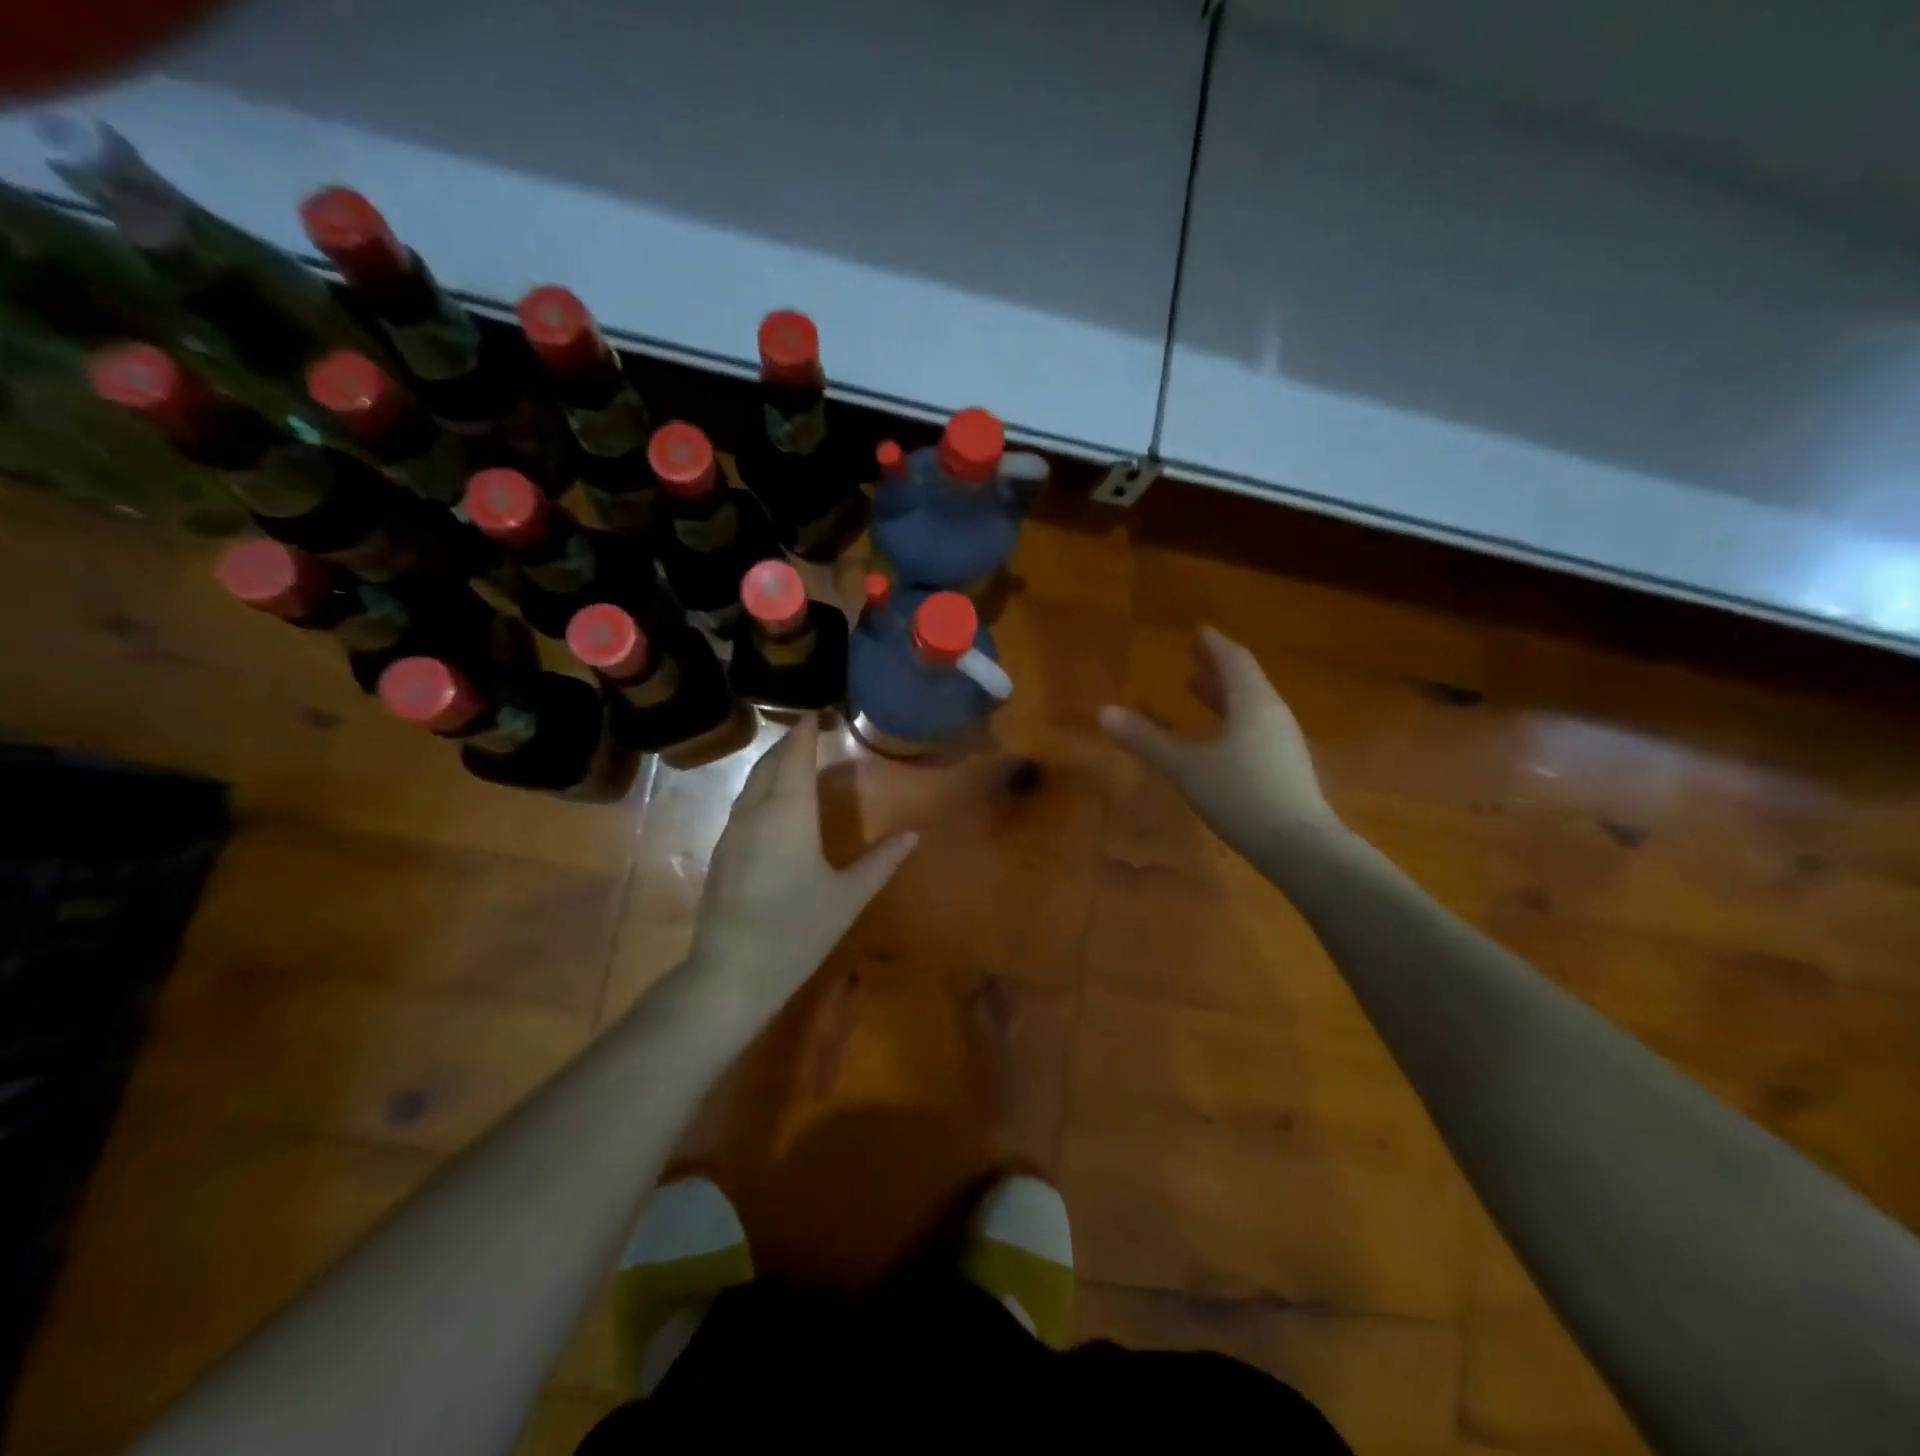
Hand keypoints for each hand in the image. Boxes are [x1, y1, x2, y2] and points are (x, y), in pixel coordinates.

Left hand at [688, 719, 917, 1006]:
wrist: (732, 972)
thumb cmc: (798, 931)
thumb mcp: (848, 897)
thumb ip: (882, 861)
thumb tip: (914, 835)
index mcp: (789, 814)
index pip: (795, 758)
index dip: (804, 733)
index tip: (816, 713)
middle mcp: (756, 813)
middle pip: (769, 765)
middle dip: (787, 744)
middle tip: (808, 731)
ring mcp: (732, 832)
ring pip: (750, 784)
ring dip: (771, 766)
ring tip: (792, 761)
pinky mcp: (720, 853)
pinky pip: (741, 805)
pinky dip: (758, 789)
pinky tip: (771, 804)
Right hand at [1099, 627, 1340, 862]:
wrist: (1300, 847)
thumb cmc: (1241, 796)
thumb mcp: (1186, 767)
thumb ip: (1146, 739)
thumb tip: (1103, 712)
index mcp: (1252, 703)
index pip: (1234, 660)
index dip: (1214, 644)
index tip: (1198, 631)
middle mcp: (1273, 714)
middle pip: (1245, 680)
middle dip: (1217, 667)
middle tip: (1193, 657)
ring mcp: (1283, 742)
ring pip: (1251, 706)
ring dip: (1224, 694)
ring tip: (1198, 690)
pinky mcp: (1286, 768)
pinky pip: (1256, 728)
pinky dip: (1233, 720)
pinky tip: (1219, 739)